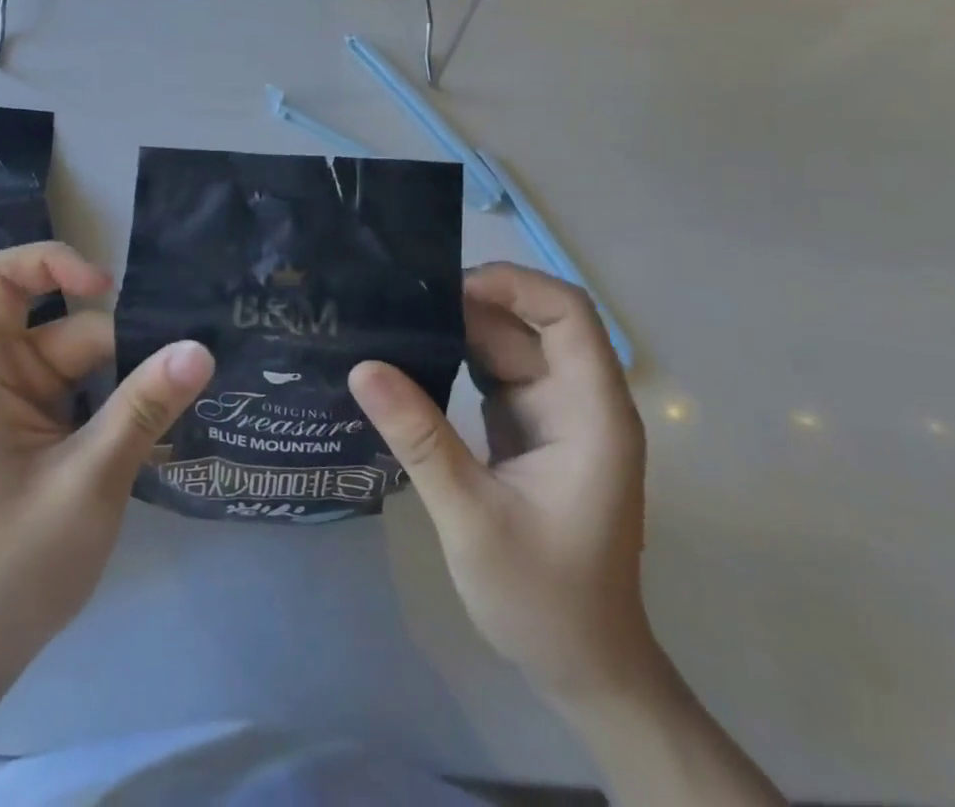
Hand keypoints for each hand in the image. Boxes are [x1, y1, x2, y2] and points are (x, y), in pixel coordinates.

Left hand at [0, 242, 213, 678]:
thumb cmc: (13, 565)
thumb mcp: (89, 480)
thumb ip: (143, 408)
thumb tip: (200, 348)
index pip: (1, 277)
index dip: (53, 263)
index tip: (109, 290)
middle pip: (63, 326)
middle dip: (122, 344)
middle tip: (189, 362)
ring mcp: (16, 404)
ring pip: (82, 361)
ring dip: (129, 377)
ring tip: (188, 390)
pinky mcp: (35, 431)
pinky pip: (84, 393)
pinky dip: (119, 402)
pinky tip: (162, 417)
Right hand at [349, 264, 657, 705]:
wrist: (582, 668)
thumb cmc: (542, 597)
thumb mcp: (471, 516)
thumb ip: (419, 437)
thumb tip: (362, 366)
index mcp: (592, 413)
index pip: (568, 315)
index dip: (515, 285)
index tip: (449, 287)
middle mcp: (578, 400)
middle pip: (529, 323)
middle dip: (469, 304)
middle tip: (397, 301)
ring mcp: (553, 413)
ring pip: (506, 343)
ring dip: (456, 329)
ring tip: (393, 319)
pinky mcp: (527, 427)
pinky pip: (492, 372)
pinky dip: (454, 358)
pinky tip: (409, 357)